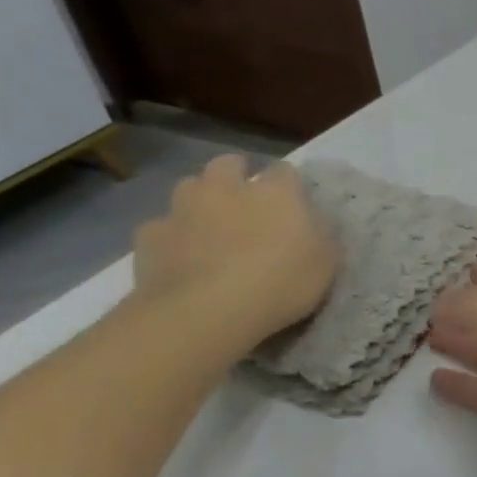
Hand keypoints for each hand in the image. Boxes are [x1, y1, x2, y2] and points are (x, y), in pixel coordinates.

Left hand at [131, 155, 339, 349]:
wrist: (206, 312)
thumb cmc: (281, 283)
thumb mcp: (326, 263)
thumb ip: (320, 236)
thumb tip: (312, 226)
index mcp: (276, 192)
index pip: (285, 170)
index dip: (288, 184)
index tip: (292, 203)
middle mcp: (227, 188)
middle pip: (227, 164)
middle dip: (235, 175)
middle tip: (245, 203)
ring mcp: (183, 209)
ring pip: (189, 188)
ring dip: (200, 200)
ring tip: (209, 227)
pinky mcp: (149, 236)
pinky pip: (161, 227)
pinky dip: (172, 236)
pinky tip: (180, 258)